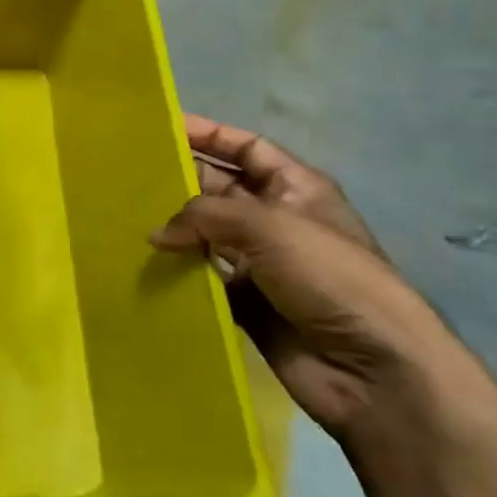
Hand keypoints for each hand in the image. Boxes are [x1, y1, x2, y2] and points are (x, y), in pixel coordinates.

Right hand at [151, 114, 460, 437]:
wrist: (371, 368)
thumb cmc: (329, 276)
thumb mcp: (269, 226)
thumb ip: (205, 215)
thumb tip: (156, 234)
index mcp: (295, 188)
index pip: (246, 147)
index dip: (208, 134)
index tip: (161, 128)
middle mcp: (276, 220)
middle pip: (220, 188)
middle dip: (180, 180)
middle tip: (127, 177)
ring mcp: (261, 263)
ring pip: (206, 235)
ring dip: (174, 229)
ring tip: (125, 219)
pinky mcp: (247, 303)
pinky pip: (203, 278)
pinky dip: (178, 272)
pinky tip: (144, 266)